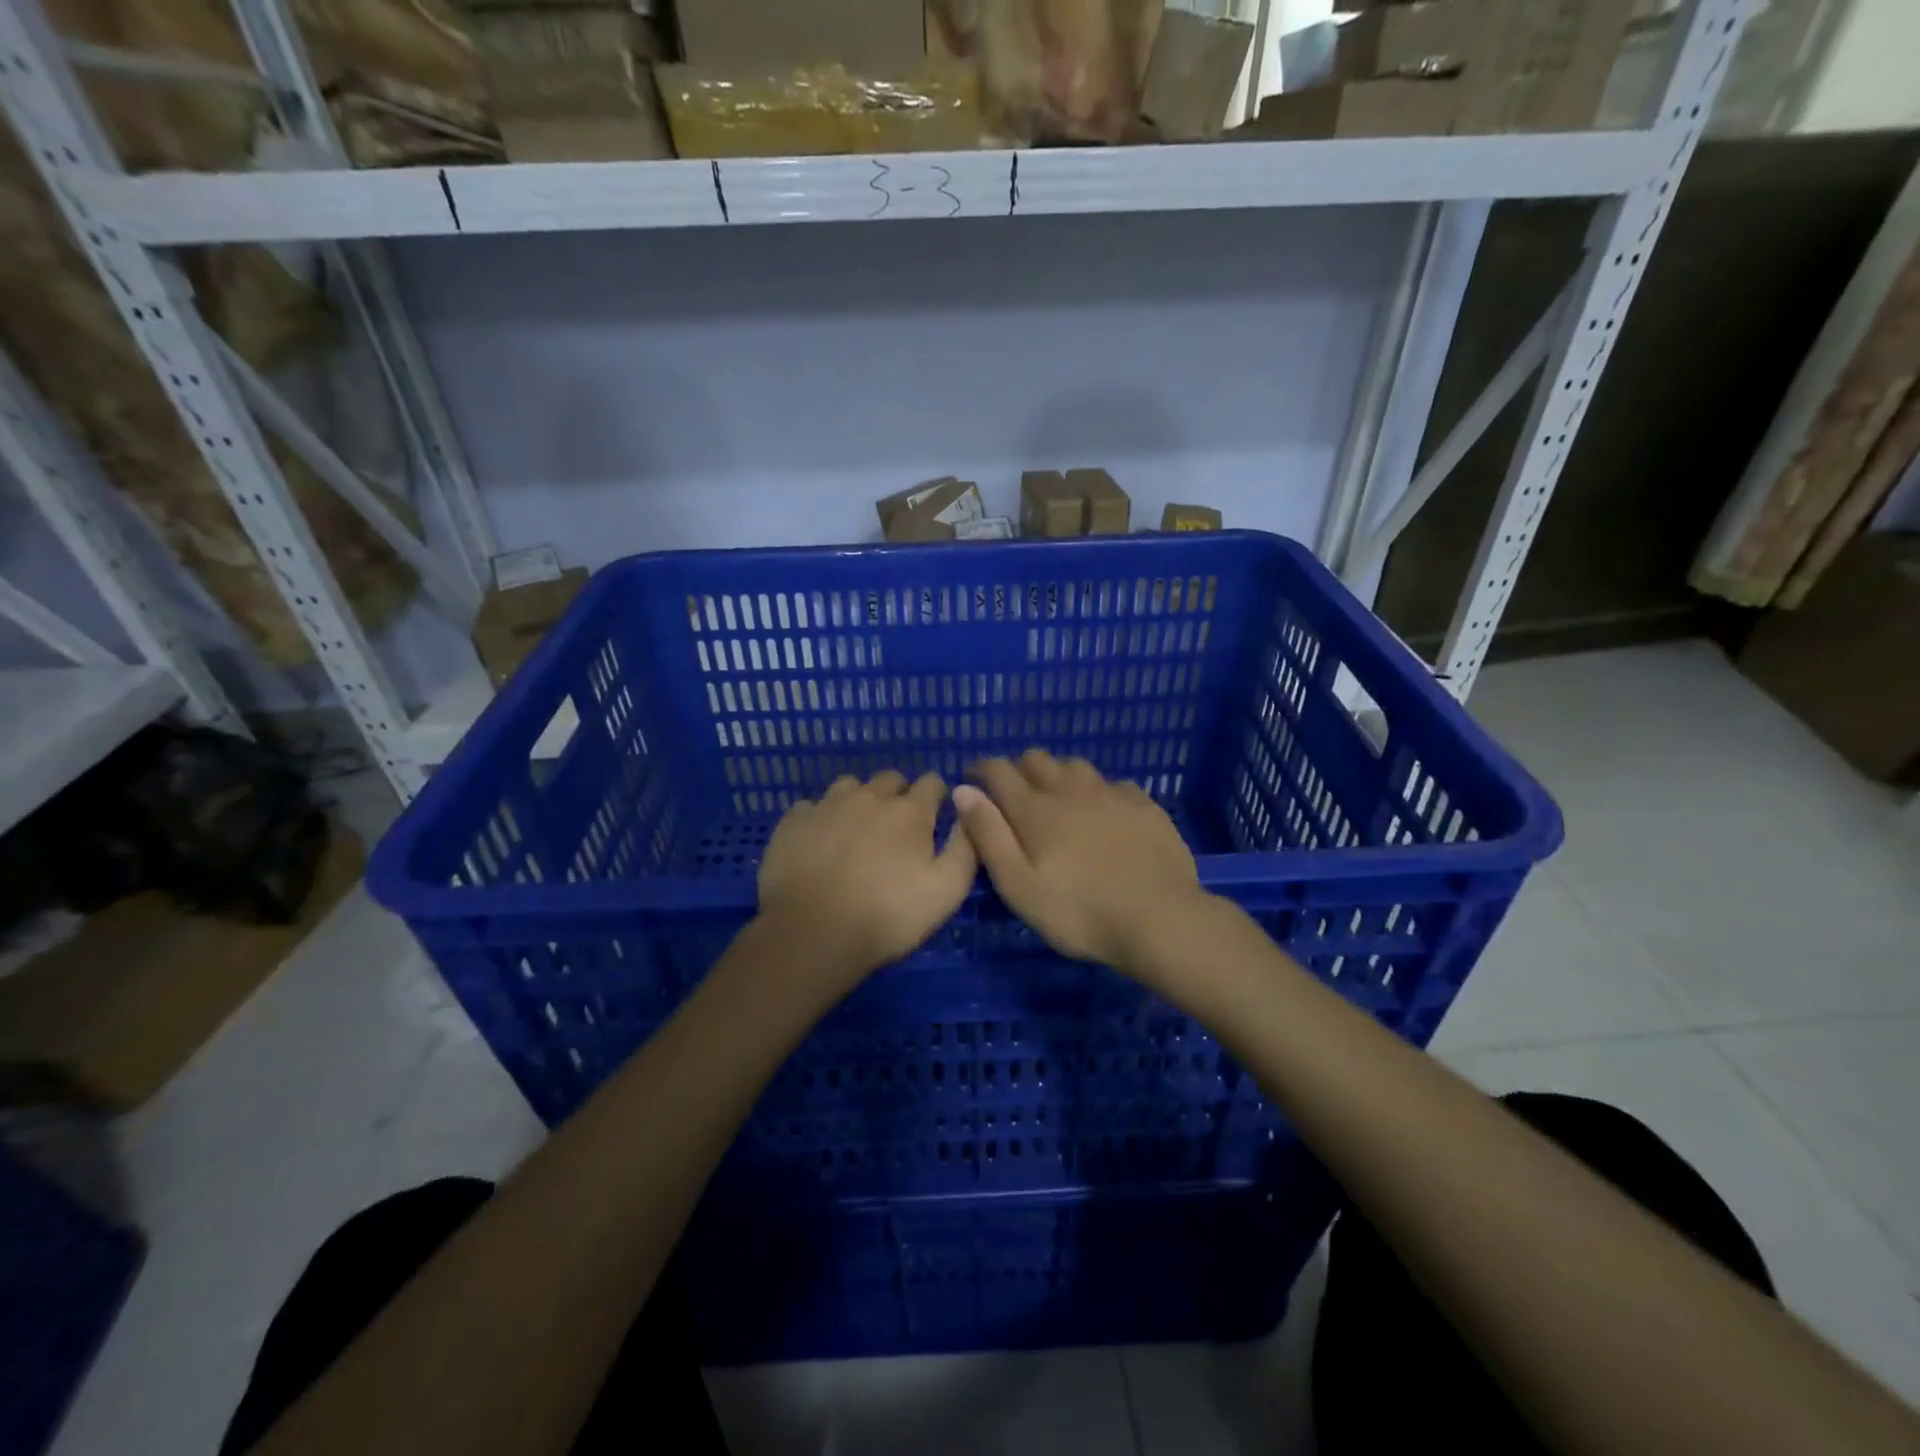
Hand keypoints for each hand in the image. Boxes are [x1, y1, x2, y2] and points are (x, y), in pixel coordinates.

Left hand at [756, 771, 978, 982]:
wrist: (813, 933)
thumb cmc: (888, 915)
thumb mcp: (947, 891)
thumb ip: (966, 848)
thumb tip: (970, 813)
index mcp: (910, 811)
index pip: (932, 782)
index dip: (937, 797)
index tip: (936, 817)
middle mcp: (869, 797)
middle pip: (890, 778)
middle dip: (898, 794)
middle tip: (897, 829)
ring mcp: (827, 805)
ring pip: (849, 786)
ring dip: (858, 800)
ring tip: (856, 830)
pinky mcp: (793, 821)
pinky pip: (811, 807)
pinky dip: (820, 818)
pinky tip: (819, 842)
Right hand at [953, 751, 1207, 971]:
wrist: (1159, 918)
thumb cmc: (1078, 911)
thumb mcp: (1018, 885)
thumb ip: (989, 835)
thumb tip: (963, 791)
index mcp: (1035, 809)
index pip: (999, 771)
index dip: (981, 769)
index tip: (972, 777)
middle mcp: (1070, 790)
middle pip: (1037, 760)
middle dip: (1017, 768)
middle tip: (1012, 791)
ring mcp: (1110, 794)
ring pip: (1075, 765)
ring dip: (1057, 773)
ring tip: (1054, 794)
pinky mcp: (1143, 805)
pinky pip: (1112, 783)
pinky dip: (1096, 789)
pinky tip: (1102, 808)